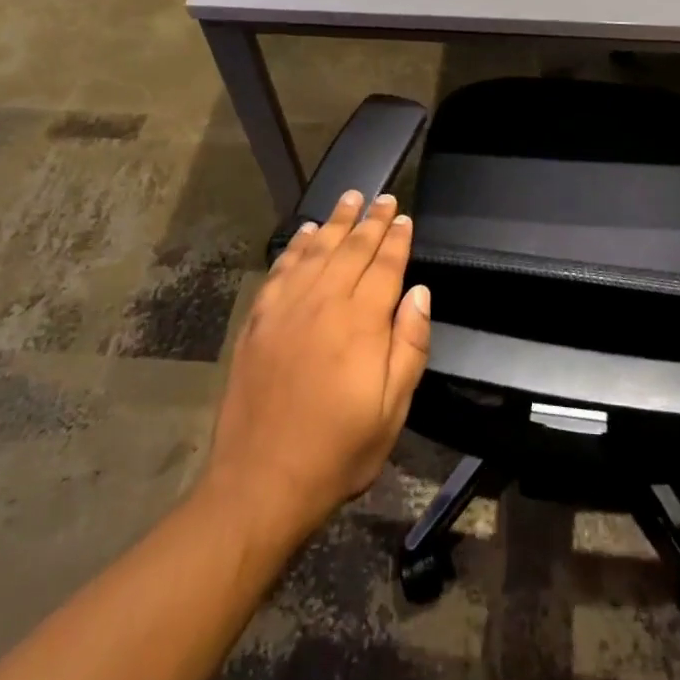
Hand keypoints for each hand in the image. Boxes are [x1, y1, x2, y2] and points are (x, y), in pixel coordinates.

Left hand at [200, 191, 430, 547]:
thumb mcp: (393, 409)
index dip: (396, 239)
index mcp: (361, 323)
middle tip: (383, 197)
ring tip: (350, 198)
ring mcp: (287, 308)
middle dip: (370, 220)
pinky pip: (282, 269)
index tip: (403, 217)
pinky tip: (306, 233)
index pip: (384, 266)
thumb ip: (410, 345)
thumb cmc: (338, 449)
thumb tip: (420, 293)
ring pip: (317, 250)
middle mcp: (324, 303)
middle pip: (352, 249)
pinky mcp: (260, 320)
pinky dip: (296, 246)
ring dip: (336, 222)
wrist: (262, 481)